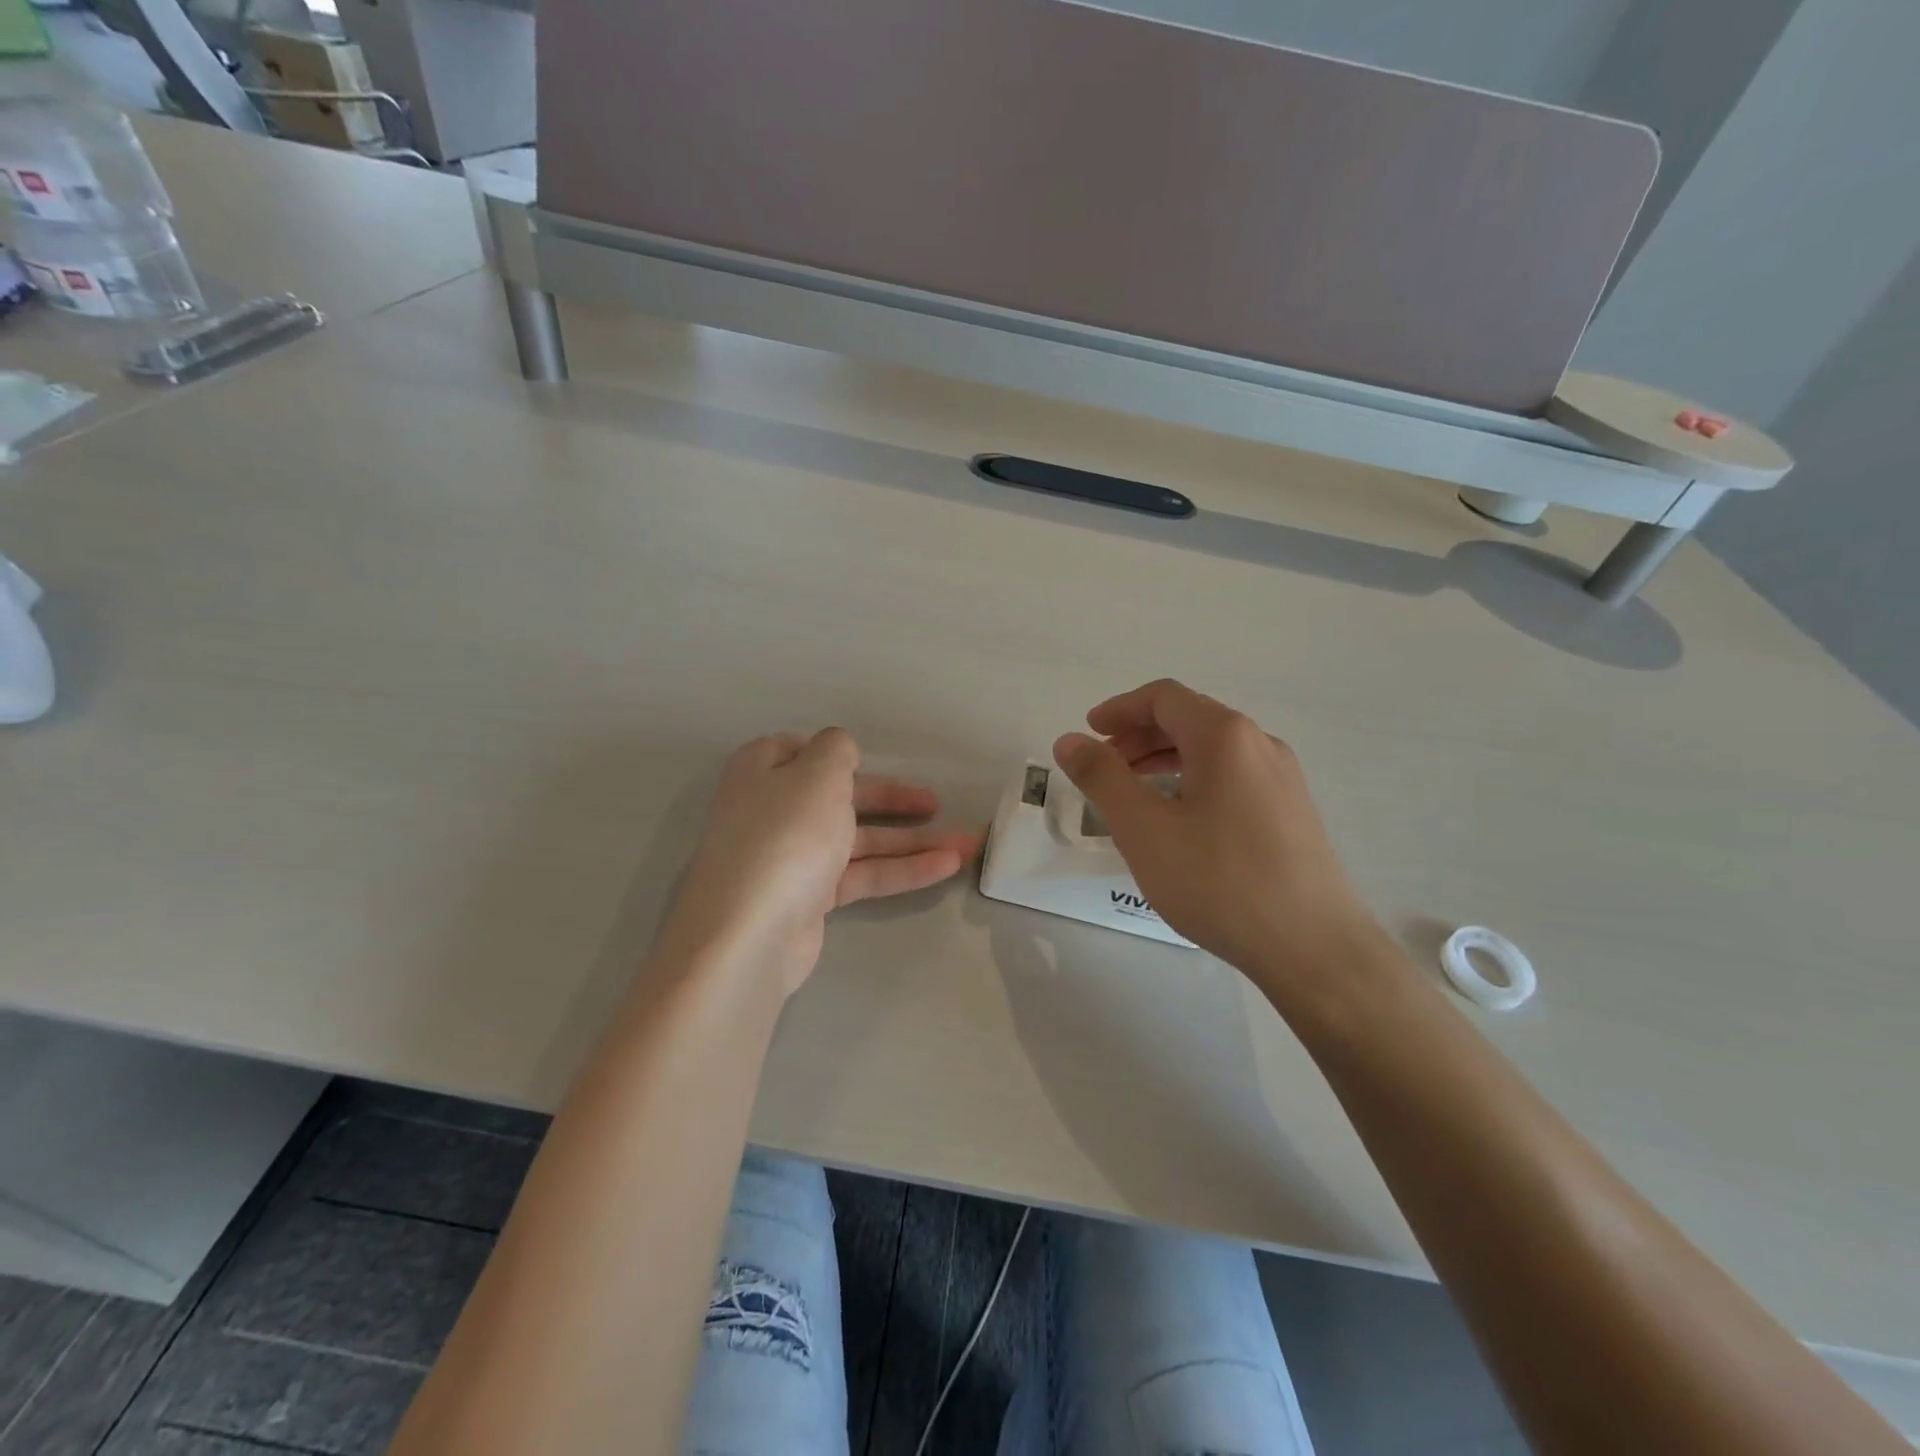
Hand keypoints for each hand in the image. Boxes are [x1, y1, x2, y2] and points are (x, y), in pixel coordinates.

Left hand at [662, 729, 979, 994]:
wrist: (752, 931)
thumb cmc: (787, 834)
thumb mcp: (818, 773)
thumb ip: (836, 749)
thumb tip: (839, 750)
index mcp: (762, 773)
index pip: (795, 751)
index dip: (831, 753)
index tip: (866, 759)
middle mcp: (773, 812)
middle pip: (839, 797)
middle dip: (891, 800)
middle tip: (934, 803)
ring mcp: (792, 858)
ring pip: (858, 840)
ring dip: (911, 840)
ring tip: (966, 843)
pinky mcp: (810, 898)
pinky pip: (862, 874)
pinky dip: (901, 869)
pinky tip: (946, 866)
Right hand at [1053, 680, 1384, 993]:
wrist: (1313, 948)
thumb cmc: (1219, 881)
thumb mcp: (1144, 829)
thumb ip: (1102, 778)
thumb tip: (1070, 741)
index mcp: (1225, 736)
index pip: (1164, 698)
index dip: (1119, 709)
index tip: (1089, 732)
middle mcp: (1260, 744)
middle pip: (1190, 719)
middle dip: (1139, 736)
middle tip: (1103, 766)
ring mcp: (1282, 779)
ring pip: (1212, 751)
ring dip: (1165, 759)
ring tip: (1132, 793)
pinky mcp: (1292, 813)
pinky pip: (1232, 778)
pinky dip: (1193, 781)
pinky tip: (1178, 821)